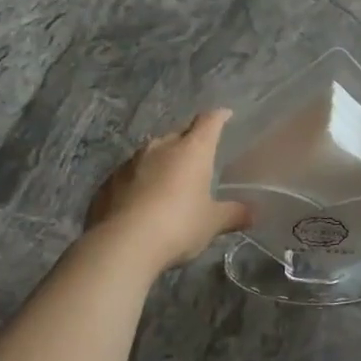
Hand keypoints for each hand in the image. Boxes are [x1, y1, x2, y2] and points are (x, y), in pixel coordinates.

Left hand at [88, 109, 253, 273]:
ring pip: (151, 154)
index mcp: (192, 149)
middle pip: (179, 135)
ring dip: (161, 162)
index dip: (219, 117)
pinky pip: (129, 175)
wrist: (122, 245)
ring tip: (167, 182)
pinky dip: (137, 182)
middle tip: (197, 159)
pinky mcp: (107, 182)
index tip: (225, 115)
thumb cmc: (178, 225)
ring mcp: (130, 162)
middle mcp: (161, 147)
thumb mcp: (212, 223)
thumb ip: (233, 214)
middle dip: (188, 143)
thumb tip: (253, 213)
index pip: (209, 121)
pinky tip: (140, 202)